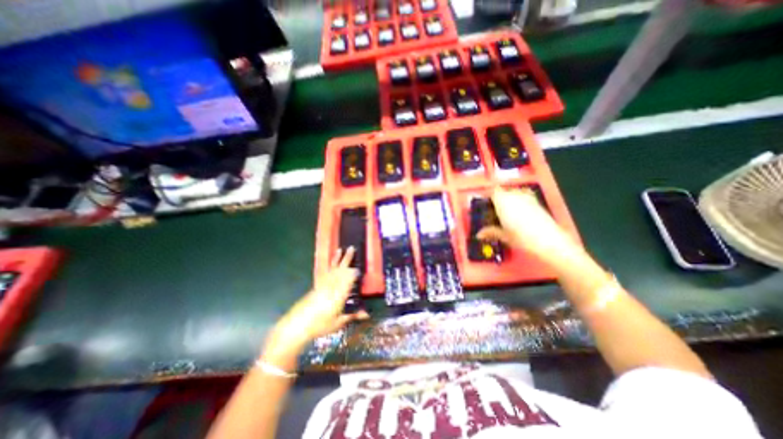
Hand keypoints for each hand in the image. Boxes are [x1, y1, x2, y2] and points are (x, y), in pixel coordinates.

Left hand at [265, 247, 369, 363]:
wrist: (297, 325)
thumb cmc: (320, 325)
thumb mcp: (338, 322)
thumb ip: (353, 315)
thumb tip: (367, 314)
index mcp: (338, 295)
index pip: (348, 280)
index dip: (354, 273)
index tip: (359, 268)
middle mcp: (331, 286)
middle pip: (340, 270)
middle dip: (347, 259)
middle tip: (352, 248)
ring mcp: (323, 285)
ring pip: (332, 269)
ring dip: (337, 259)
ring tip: (340, 249)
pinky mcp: (317, 286)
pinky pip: (325, 272)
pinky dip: (329, 265)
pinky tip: (331, 262)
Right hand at [473, 185, 577, 263]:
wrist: (549, 241)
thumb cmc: (522, 237)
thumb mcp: (503, 235)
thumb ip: (491, 232)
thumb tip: (479, 234)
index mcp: (503, 201)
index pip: (493, 191)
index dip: (489, 197)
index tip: (485, 205)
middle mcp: (514, 196)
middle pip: (503, 192)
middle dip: (498, 199)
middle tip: (494, 211)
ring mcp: (527, 198)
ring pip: (514, 193)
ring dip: (509, 200)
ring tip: (507, 213)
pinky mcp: (537, 202)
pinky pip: (524, 197)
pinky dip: (520, 202)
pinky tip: (520, 214)